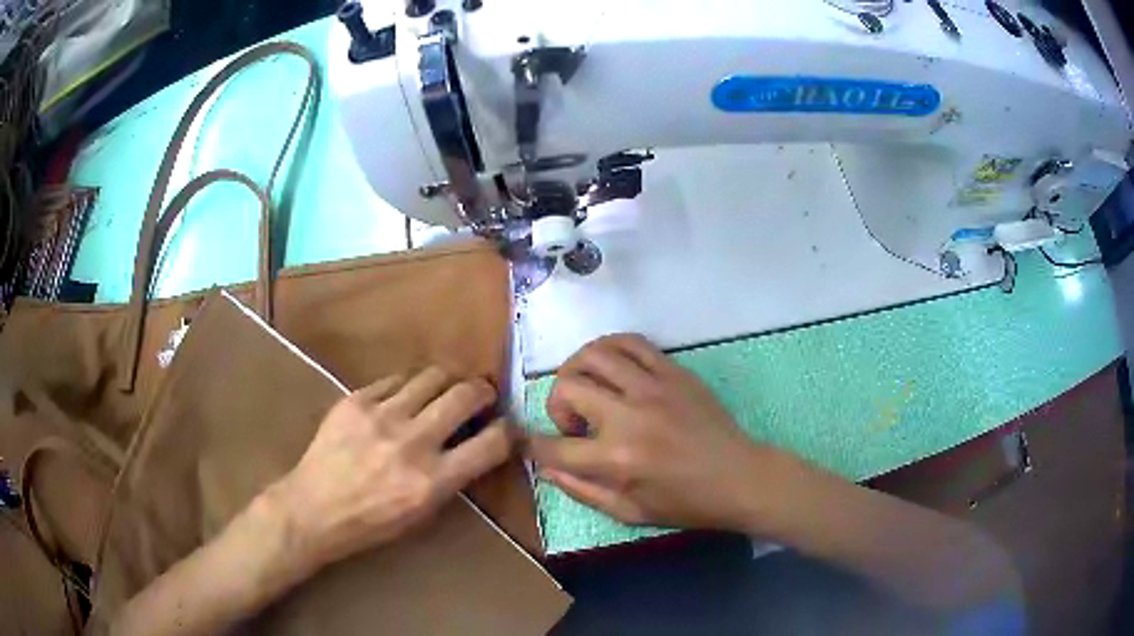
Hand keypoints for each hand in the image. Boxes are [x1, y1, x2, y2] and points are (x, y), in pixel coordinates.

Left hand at [273, 368, 511, 568]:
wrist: (313, 508)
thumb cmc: (371, 523)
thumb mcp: (422, 513)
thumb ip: (451, 477)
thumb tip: (473, 443)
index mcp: (432, 481)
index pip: (492, 443)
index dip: (509, 431)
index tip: (507, 427)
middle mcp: (412, 443)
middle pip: (465, 395)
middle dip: (483, 392)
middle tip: (482, 396)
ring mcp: (381, 416)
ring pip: (433, 376)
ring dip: (449, 381)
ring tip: (446, 389)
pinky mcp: (356, 400)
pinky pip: (396, 379)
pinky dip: (410, 385)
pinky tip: (406, 396)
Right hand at [526, 334, 789, 530]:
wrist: (739, 478)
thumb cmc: (685, 504)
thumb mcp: (628, 513)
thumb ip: (580, 490)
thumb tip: (545, 466)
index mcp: (617, 459)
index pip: (552, 447)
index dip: (533, 447)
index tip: (535, 445)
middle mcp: (629, 416)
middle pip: (566, 388)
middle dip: (556, 406)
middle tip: (575, 424)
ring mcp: (653, 388)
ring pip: (594, 354)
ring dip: (577, 371)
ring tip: (588, 390)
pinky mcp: (674, 372)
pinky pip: (631, 342)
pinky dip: (610, 349)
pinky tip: (611, 368)